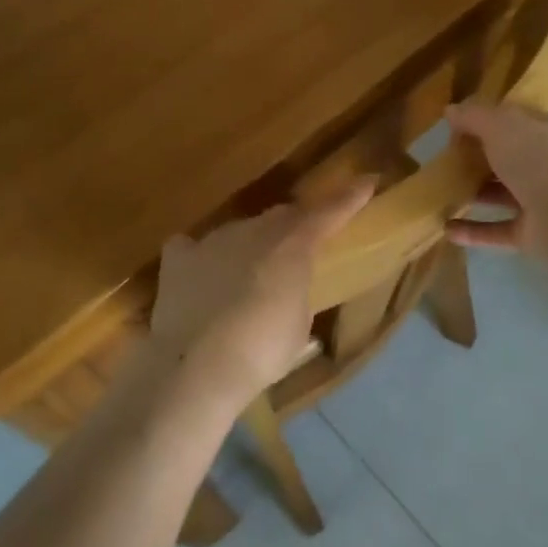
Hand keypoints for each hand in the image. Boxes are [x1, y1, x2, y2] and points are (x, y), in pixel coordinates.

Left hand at [147, 179, 374, 414]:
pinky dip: (203, 258)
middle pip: (281, 217)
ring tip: (248, 277)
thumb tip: (288, 289)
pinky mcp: (179, 258)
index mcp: (293, 245)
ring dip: (249, 247)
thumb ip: (297, 292)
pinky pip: (193, 247)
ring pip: (239, 231)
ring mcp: (213, 240)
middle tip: (299, 246)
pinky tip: (202, 276)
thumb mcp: (298, 324)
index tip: (368, 181)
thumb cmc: (263, 349)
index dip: (349, 197)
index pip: (329, 212)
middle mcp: (254, 230)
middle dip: (294, 226)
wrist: (197, 365)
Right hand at [445, 102, 547, 254]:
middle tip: (445, 160)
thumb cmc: (537, 157)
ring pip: (503, 195)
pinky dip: (473, 230)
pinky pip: (498, 229)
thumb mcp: (500, 124)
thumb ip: (474, 116)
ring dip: (475, 194)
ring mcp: (543, 201)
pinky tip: (447, 228)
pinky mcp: (533, 232)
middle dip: (479, 160)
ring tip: (441, 193)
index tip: (459, 127)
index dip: (490, 121)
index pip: (519, 121)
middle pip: (509, 159)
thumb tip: (450, 110)